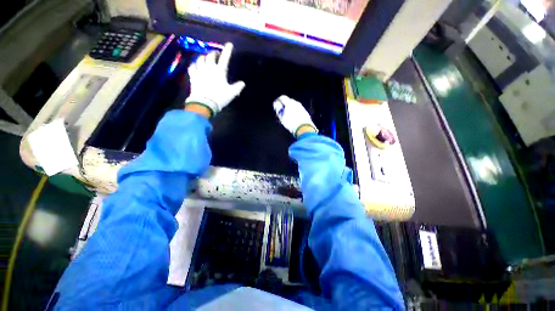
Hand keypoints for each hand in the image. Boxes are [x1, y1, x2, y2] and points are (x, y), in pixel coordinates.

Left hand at [185, 43, 245, 116]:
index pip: (225, 58)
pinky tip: (196, 66)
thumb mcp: (232, 93)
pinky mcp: (193, 75)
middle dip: (214, 53)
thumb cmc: (220, 97)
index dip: (227, 50)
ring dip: (204, 57)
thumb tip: (243, 83)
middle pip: (210, 55)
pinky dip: (195, 64)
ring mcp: (200, 70)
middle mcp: (209, 67)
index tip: (229, 44)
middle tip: (216, 55)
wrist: (205, 103)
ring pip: (200, 59)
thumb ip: (238, 87)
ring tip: (206, 59)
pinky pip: (192, 66)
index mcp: (220, 71)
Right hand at [273, 95, 317, 136]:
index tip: (276, 106)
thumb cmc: (291, 123)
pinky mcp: (305, 112)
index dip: (278, 101)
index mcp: (289, 103)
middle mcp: (296, 103)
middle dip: (284, 106)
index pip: (282, 98)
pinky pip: (298, 110)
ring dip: (290, 109)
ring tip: (287, 117)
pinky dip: (295, 112)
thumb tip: (277, 106)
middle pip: (288, 101)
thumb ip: (278, 110)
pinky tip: (293, 119)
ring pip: (294, 106)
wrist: (303, 128)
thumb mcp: (282, 117)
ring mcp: (301, 107)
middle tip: (281, 112)